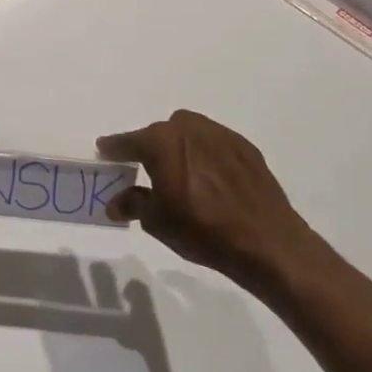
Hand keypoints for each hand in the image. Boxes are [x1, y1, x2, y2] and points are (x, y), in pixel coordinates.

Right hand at [97, 110, 337, 301]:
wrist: (266, 242)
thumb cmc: (201, 230)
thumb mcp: (157, 221)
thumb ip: (133, 203)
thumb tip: (115, 202)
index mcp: (161, 141)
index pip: (128, 141)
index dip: (113, 148)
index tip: (104, 151)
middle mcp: (189, 129)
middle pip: (160, 133)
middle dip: (150, 148)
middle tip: (146, 171)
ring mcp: (221, 135)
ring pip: (189, 134)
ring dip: (179, 149)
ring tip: (180, 175)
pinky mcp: (245, 148)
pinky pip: (214, 145)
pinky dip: (205, 156)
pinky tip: (209, 181)